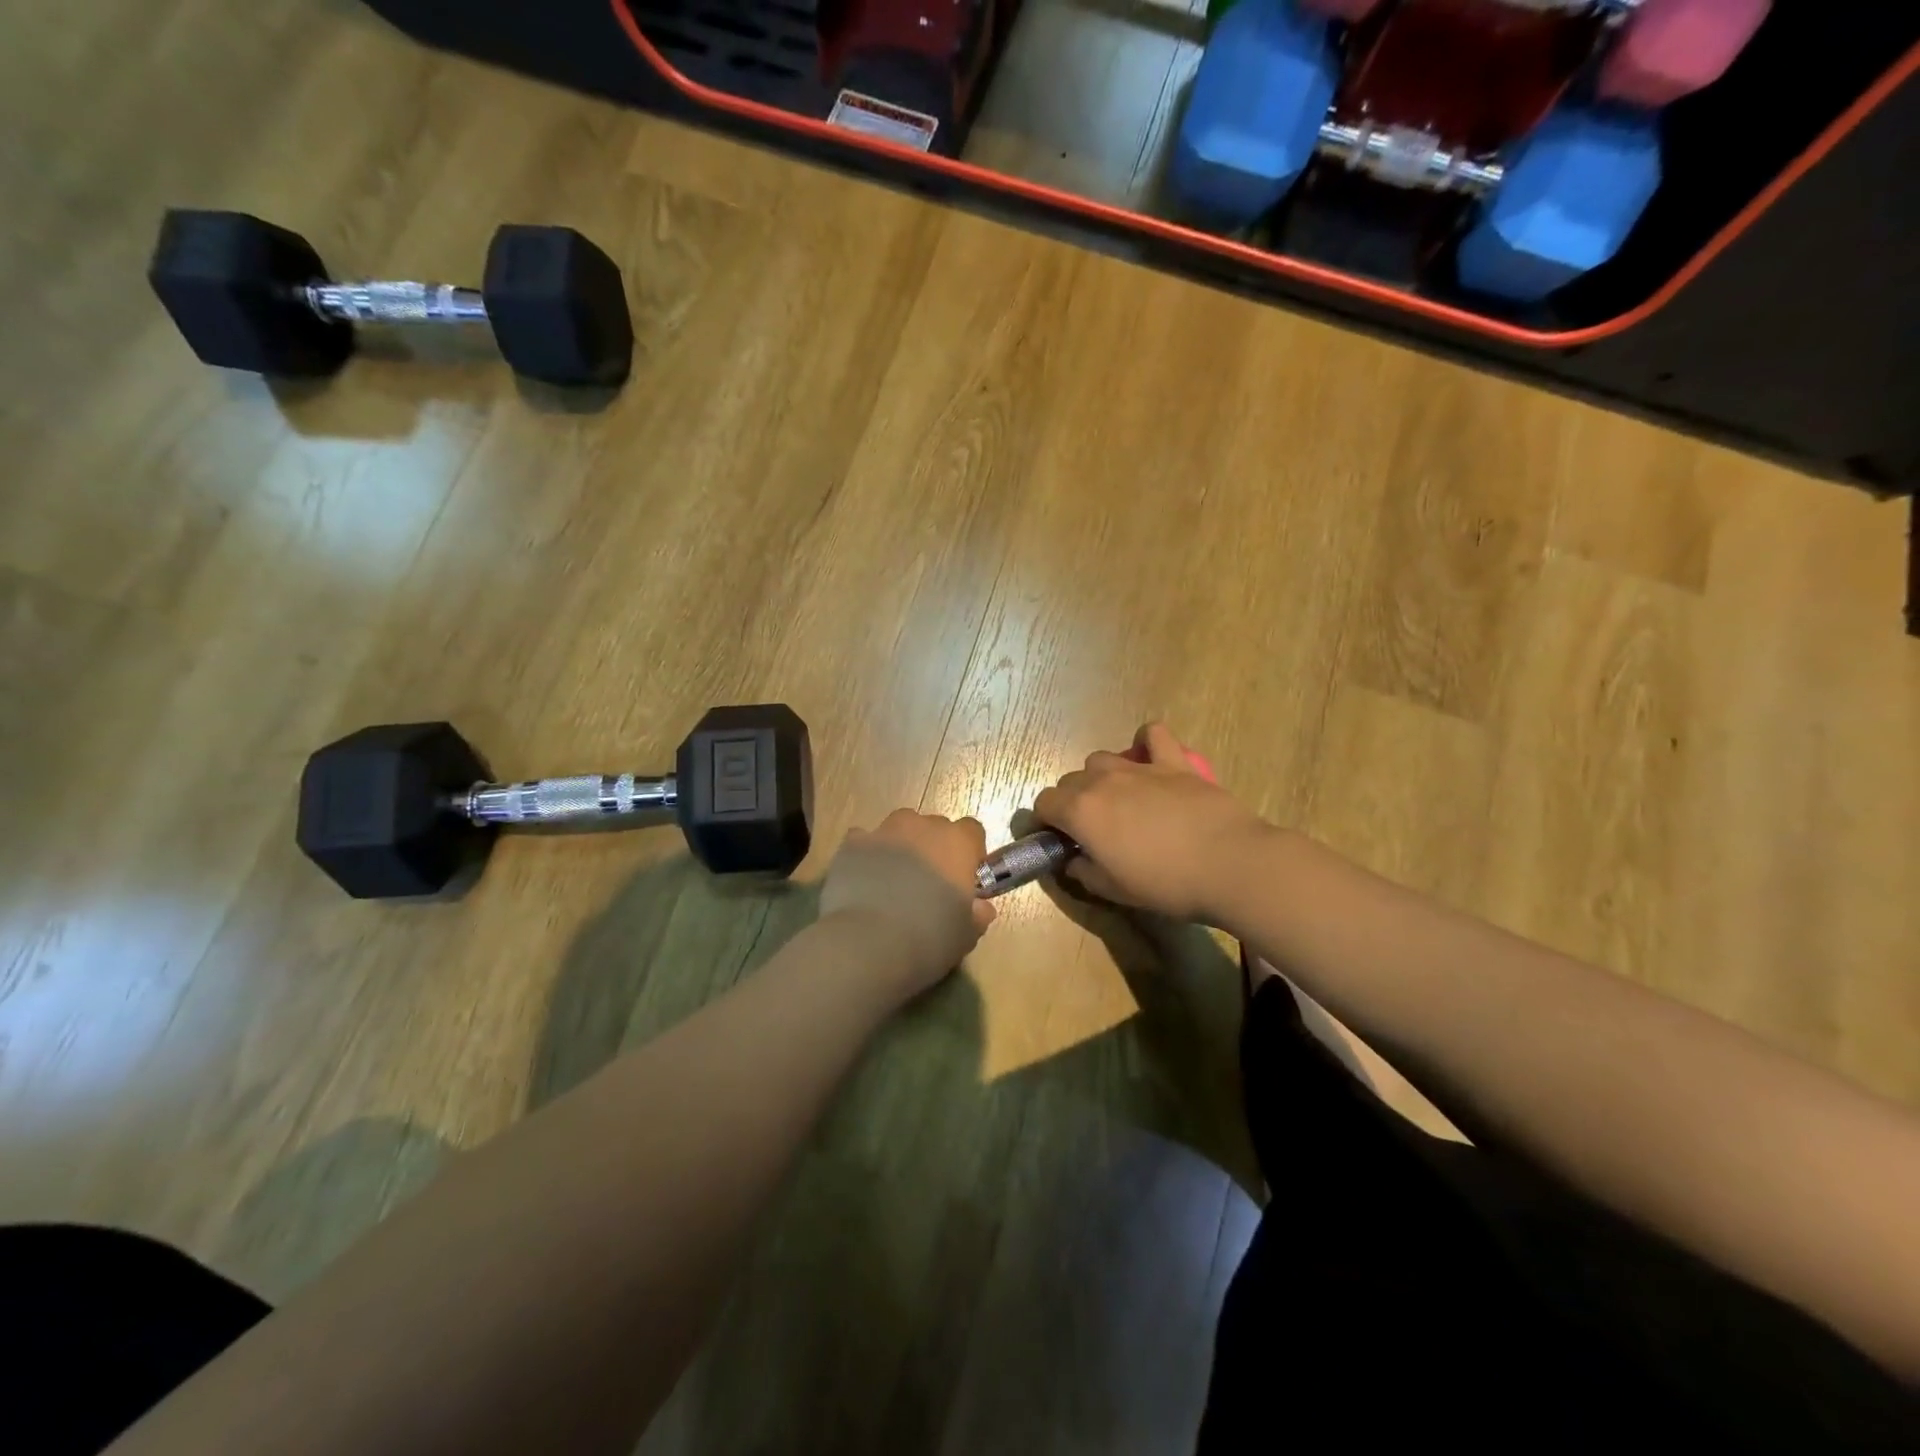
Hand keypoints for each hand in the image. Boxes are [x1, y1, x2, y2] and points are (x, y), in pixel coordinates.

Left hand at [820, 810, 995, 998]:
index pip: (972, 831)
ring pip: (899, 827)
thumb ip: (977, 914)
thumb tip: (981, 907)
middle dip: (934, 848)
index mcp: (957, 843)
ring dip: (901, 845)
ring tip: (894, 880)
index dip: (970, 853)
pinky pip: (864, 841)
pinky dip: (867, 855)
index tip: (964, 878)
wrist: (868, 943)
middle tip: (928, 884)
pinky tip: (864, 880)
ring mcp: (884, 831)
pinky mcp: (851, 844)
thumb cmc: (930, 938)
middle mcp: (922, 827)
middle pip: (934, 827)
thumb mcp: (966, 934)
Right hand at [1034, 724, 1269, 921]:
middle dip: (1072, 801)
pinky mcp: (1173, 762)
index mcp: (1080, 812)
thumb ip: (1084, 872)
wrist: (1228, 864)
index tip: (1058, 839)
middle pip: (1070, 780)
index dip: (1046, 821)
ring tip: (1119, 799)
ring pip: (1102, 759)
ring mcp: (1138, 767)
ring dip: (1100, 777)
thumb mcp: (1114, 890)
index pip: (1043, 803)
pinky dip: (1146, 742)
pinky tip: (1150, 758)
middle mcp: (1101, 781)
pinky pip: (1153, 735)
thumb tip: (1074, 861)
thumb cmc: (1165, 884)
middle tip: (1092, 829)